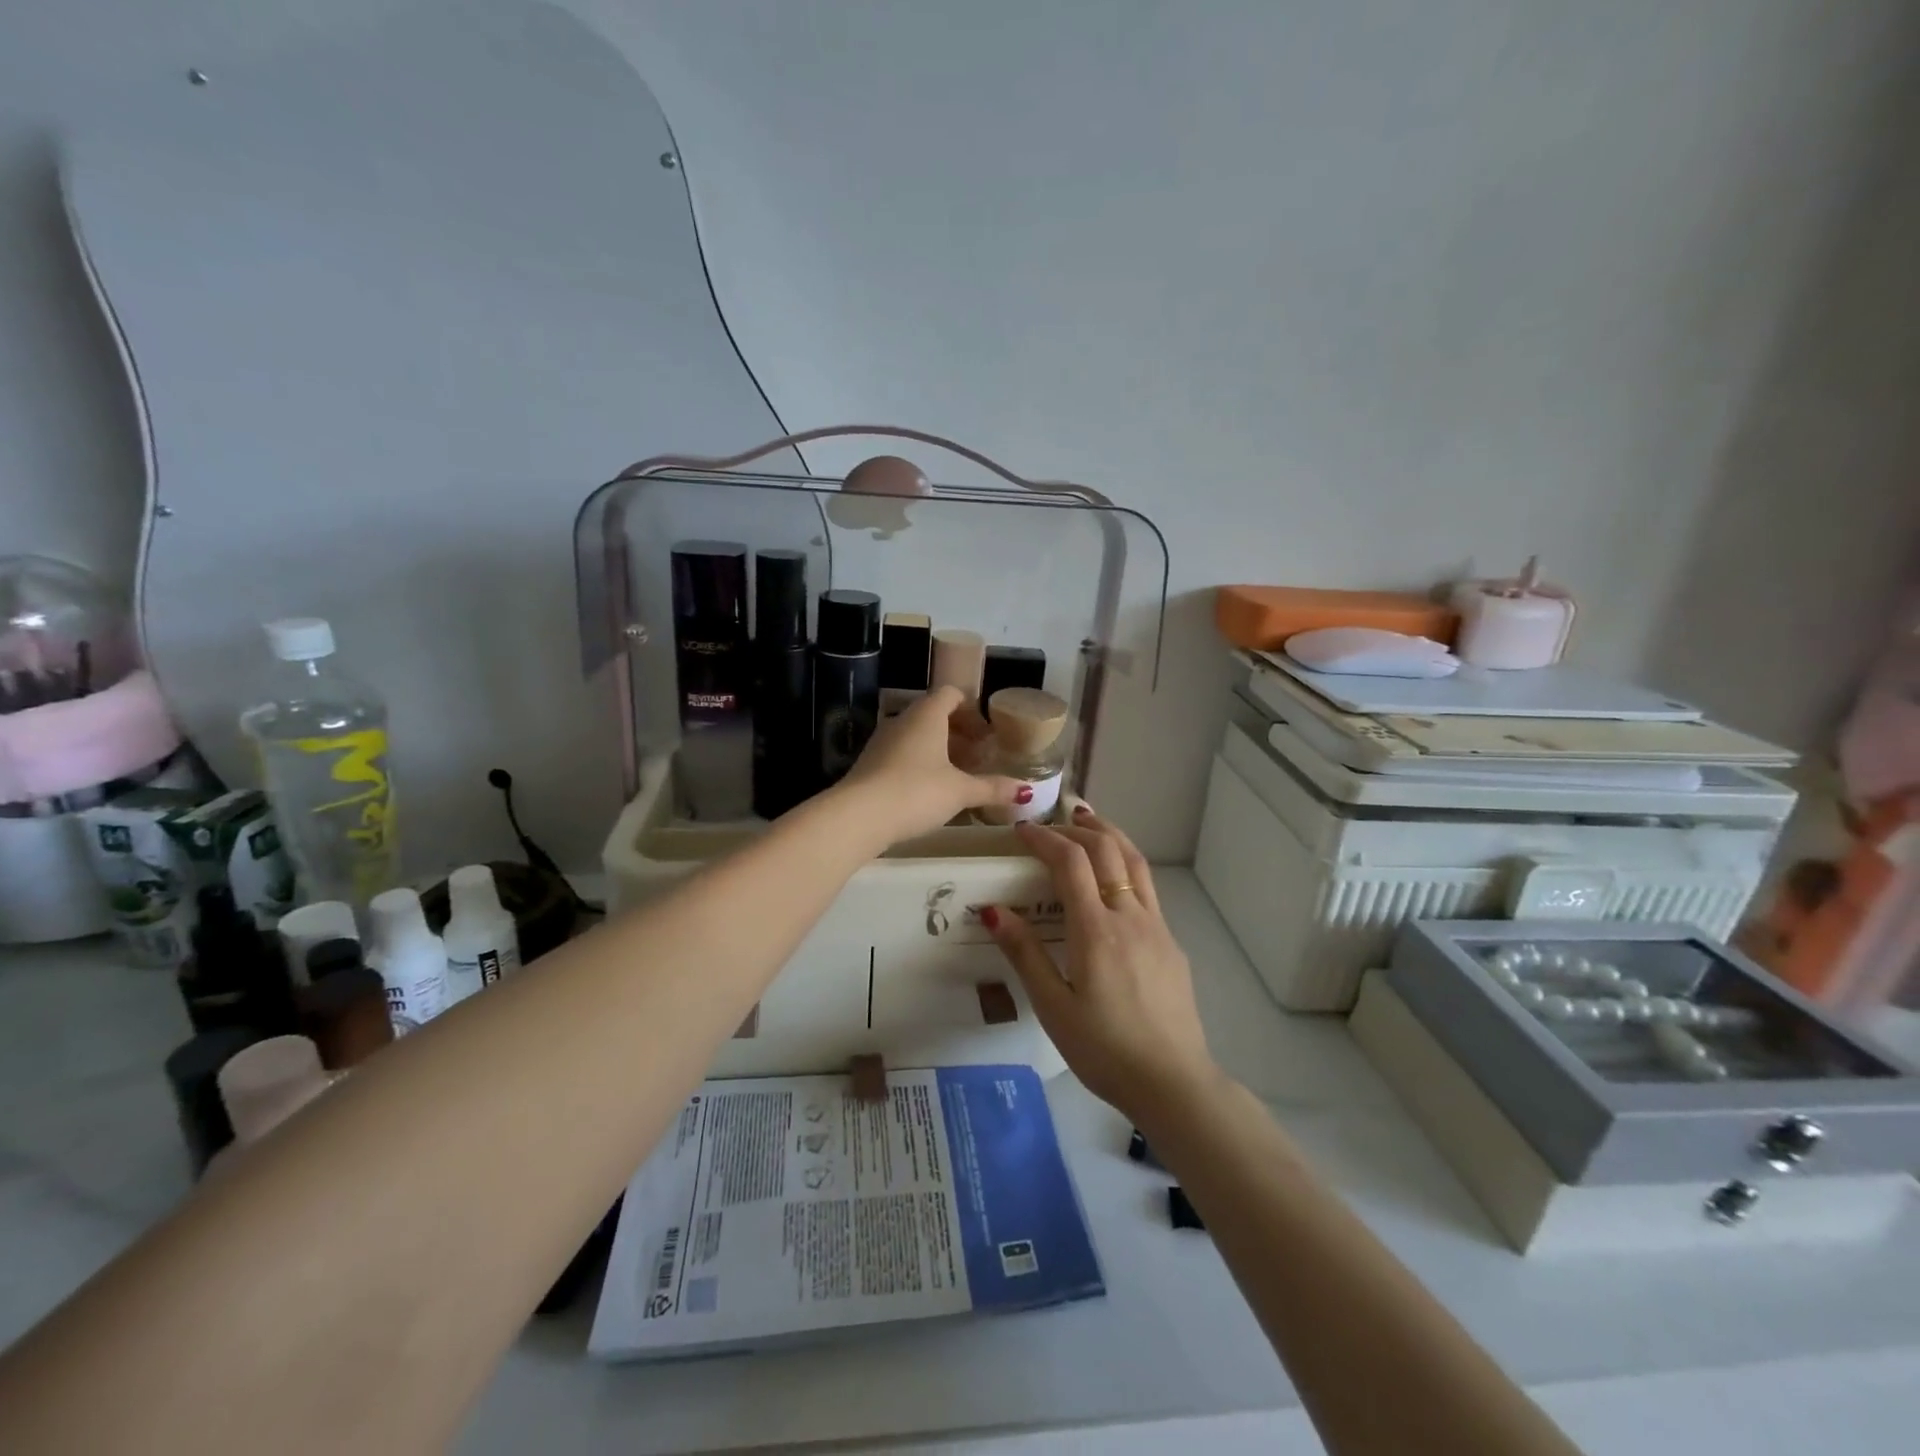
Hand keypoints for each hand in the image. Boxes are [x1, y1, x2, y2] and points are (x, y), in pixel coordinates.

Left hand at [834, 686, 1027, 845]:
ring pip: (916, 735)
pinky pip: (901, 753)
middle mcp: (902, 720)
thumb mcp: (960, 791)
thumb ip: (992, 788)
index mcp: (926, 715)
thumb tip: (1025, 790)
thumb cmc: (916, 792)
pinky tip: (929, 790)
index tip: (986, 734)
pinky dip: (919, 763)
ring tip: (957, 775)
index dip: (971, 709)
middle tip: (977, 756)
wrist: (858, 816)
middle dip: (958, 732)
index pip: (950, 694)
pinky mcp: (869, 763)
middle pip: (933, 714)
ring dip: (938, 749)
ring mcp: (882, 741)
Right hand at [983, 806, 1220, 1122]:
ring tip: (1088, 822)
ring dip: (1109, 835)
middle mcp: (1130, 916)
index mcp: (1096, 930)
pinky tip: (1114, 879)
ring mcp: (1158, 927)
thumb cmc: (1104, 1049)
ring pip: (1135, 862)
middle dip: (1077, 828)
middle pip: (1108, 849)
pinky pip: (1147, 887)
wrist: (1174, 1082)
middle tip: (1052, 823)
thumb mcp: (1053, 1008)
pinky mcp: (1172, 943)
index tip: (1022, 831)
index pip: (1071, 861)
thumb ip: (1025, 954)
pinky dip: (1125, 863)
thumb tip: (993, 910)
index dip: (1045, 838)